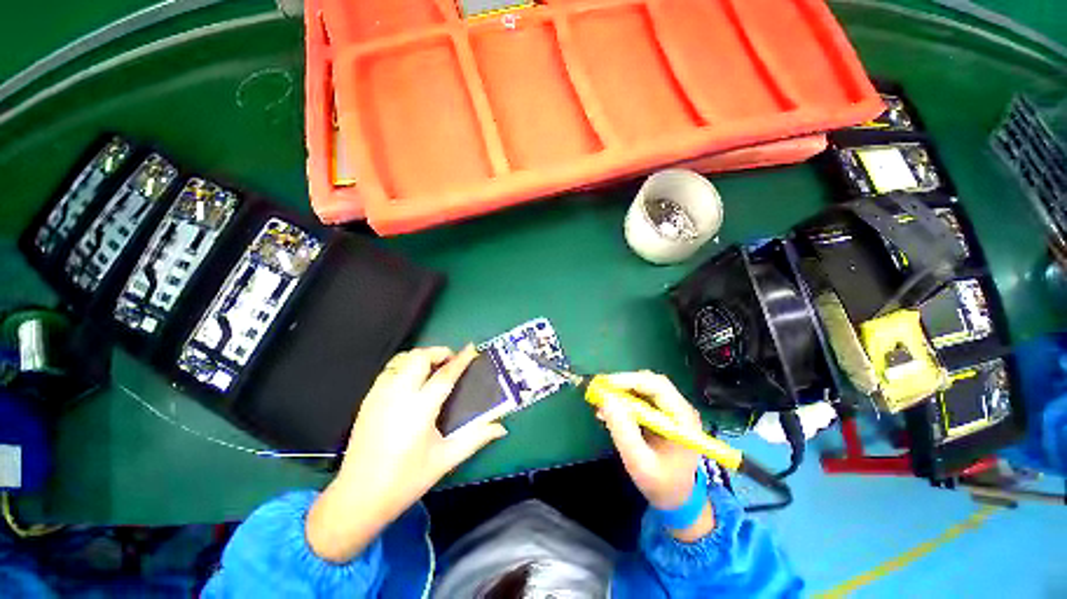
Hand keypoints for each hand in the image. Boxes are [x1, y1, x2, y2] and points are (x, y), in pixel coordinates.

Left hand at [306, 346, 506, 561]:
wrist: (358, 497)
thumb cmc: (406, 480)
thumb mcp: (445, 459)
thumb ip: (476, 438)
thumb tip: (501, 429)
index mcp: (420, 409)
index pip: (445, 375)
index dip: (461, 359)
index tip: (471, 348)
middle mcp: (399, 395)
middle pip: (420, 357)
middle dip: (438, 352)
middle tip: (451, 361)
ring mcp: (380, 395)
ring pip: (402, 359)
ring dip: (421, 357)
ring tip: (433, 368)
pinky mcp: (368, 399)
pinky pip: (390, 370)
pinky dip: (405, 366)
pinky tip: (412, 381)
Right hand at [598, 371, 714, 541]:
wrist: (677, 499)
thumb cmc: (661, 484)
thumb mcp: (639, 463)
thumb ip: (623, 432)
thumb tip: (606, 400)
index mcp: (683, 418)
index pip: (658, 386)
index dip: (630, 380)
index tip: (605, 384)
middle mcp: (679, 408)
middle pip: (650, 382)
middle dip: (623, 383)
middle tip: (599, 389)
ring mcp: (671, 409)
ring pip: (643, 388)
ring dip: (621, 391)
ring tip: (601, 402)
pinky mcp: (661, 413)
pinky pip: (640, 398)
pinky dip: (623, 400)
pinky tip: (608, 411)